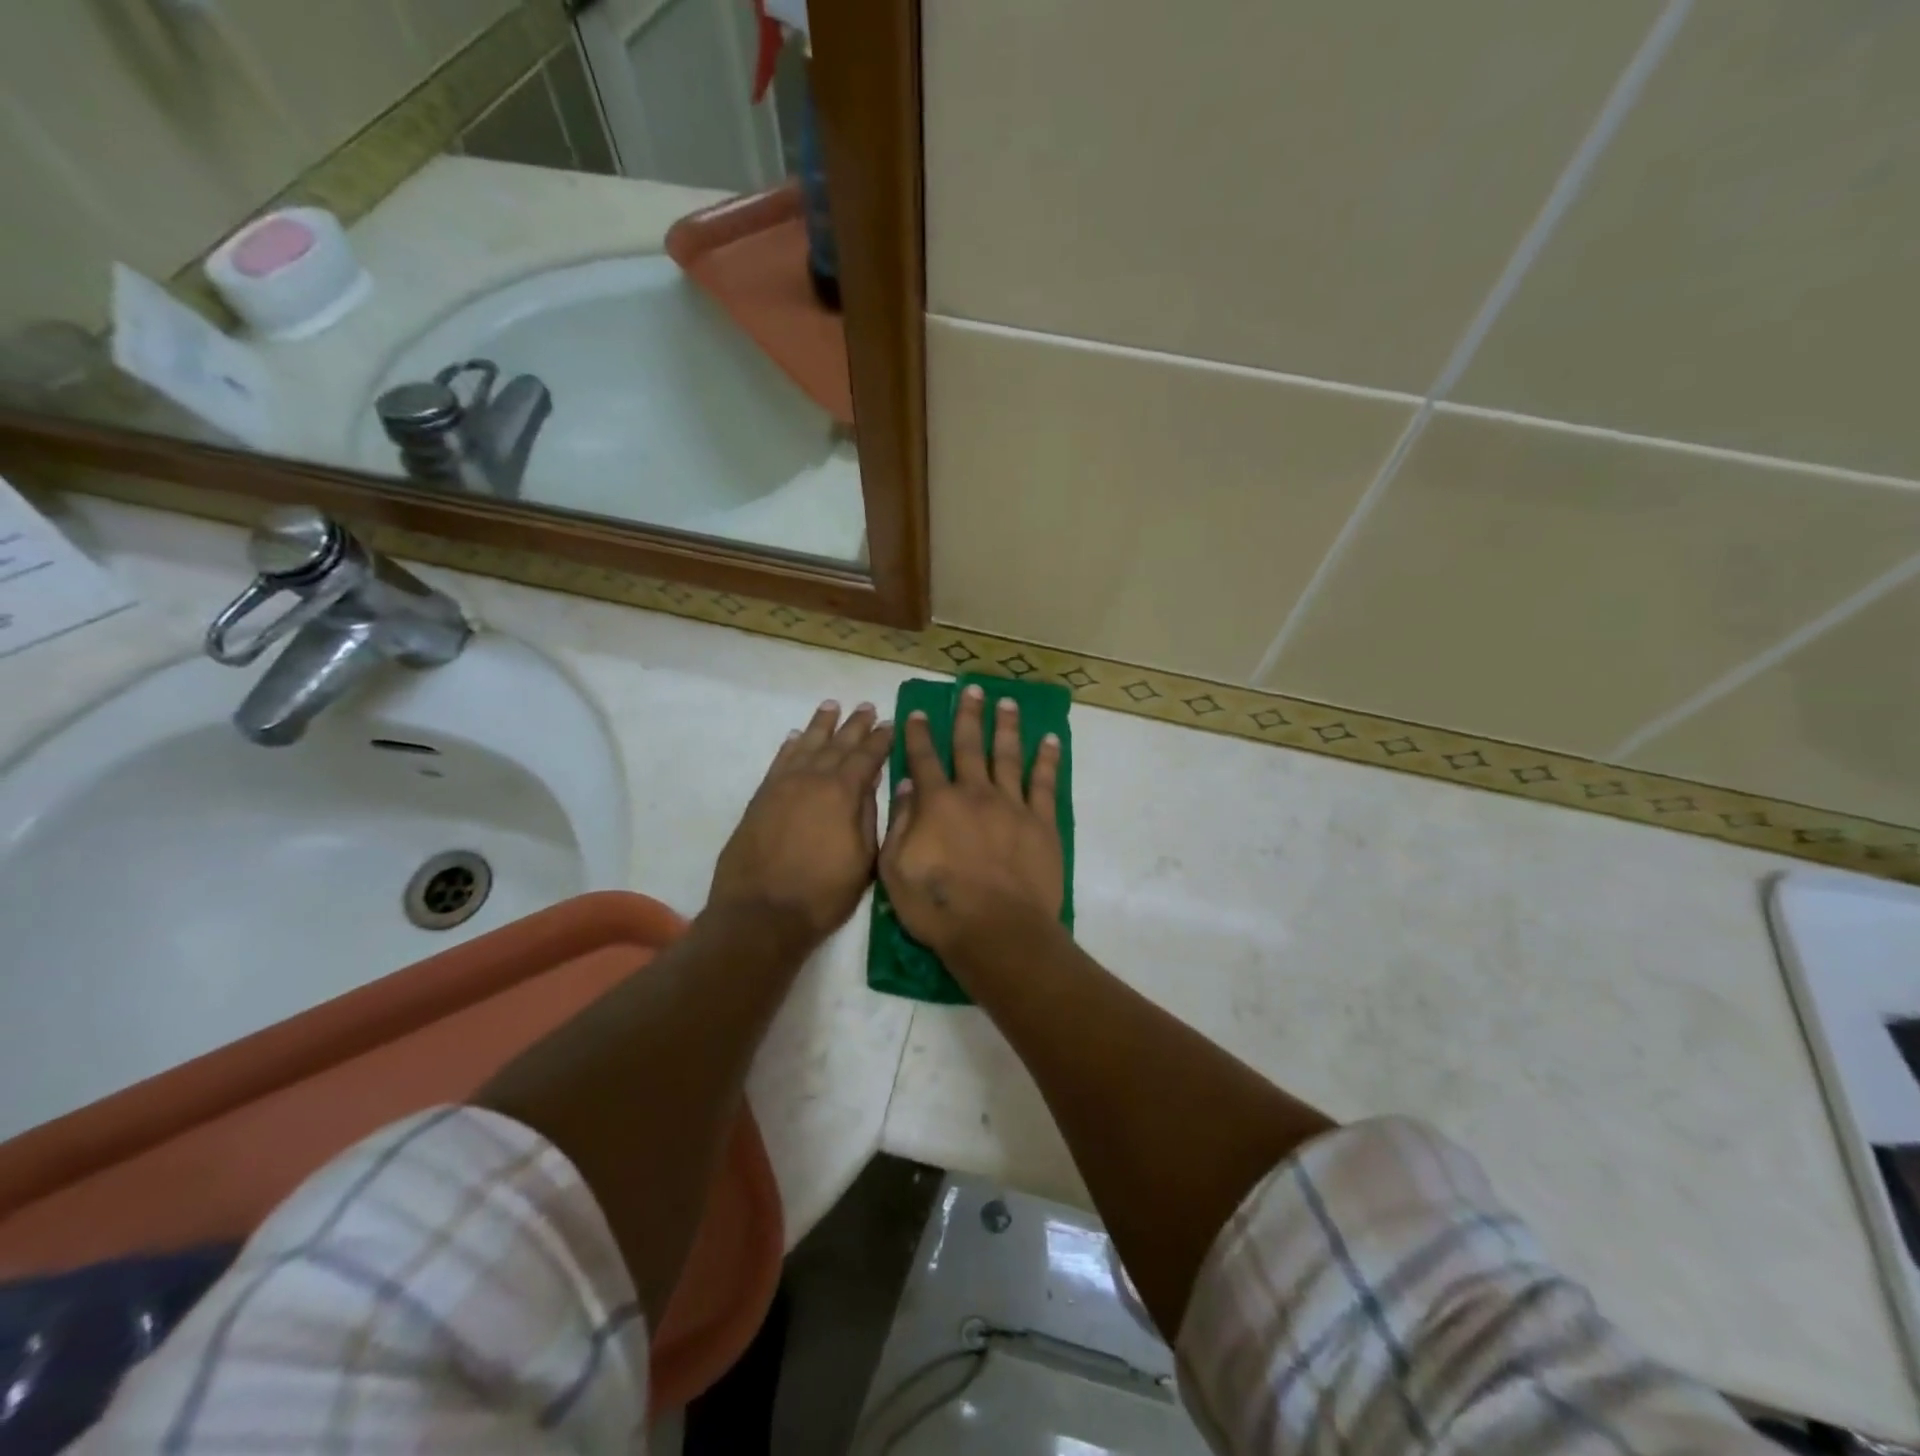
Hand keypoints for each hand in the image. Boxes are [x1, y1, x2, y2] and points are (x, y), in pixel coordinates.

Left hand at [708, 700, 892, 947]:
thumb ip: (868, 816)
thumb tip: (872, 783)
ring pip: (806, 745)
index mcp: (843, 793)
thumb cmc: (822, 893)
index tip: (890, 724)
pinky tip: (796, 737)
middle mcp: (813, 779)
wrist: (761, 913)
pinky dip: (790, 746)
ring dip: (821, 725)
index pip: (867, 757)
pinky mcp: (761, 798)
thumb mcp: (863, 860)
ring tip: (832, 706)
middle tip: (867, 707)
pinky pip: (779, 762)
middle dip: (855, 725)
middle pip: (838, 744)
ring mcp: (783, 786)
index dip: (881, 740)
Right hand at [880, 684, 1064, 959]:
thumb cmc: (938, 907)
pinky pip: (1045, 783)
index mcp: (937, 803)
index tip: (918, 712)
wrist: (997, 931)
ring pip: (1008, 756)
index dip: (919, 734)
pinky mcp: (1041, 823)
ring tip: (1007, 703)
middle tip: (972, 689)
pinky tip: (1051, 740)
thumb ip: (899, 824)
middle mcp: (975, 793)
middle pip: (970, 746)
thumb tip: (906, 786)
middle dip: (969, 715)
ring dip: (1006, 727)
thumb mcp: (895, 871)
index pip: (923, 759)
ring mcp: (1012, 805)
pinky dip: (1048, 759)